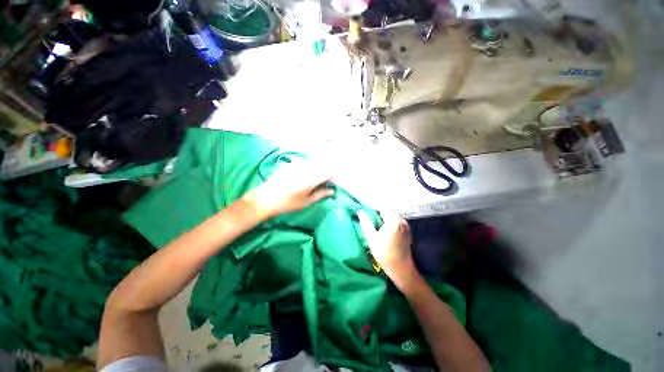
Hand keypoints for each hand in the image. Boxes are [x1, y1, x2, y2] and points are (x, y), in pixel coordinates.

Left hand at [244, 160, 334, 218]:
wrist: (265, 198)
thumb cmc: (288, 203)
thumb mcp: (307, 201)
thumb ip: (321, 194)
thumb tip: (332, 191)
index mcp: (312, 177)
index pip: (329, 172)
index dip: (332, 178)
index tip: (330, 185)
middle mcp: (306, 167)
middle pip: (322, 166)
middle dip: (325, 174)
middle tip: (321, 185)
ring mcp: (297, 164)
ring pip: (313, 164)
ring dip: (317, 170)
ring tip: (312, 182)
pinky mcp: (290, 164)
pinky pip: (304, 163)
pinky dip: (307, 169)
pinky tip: (301, 177)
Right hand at [357, 210, 416, 283]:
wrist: (400, 268)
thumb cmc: (384, 253)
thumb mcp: (371, 237)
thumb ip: (365, 222)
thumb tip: (359, 211)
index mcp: (393, 220)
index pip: (381, 209)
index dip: (373, 211)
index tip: (367, 217)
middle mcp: (402, 220)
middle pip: (387, 212)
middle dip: (379, 216)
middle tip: (371, 224)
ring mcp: (406, 225)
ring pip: (392, 217)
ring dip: (384, 220)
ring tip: (378, 229)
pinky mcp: (407, 231)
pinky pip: (396, 223)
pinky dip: (390, 224)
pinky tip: (386, 234)